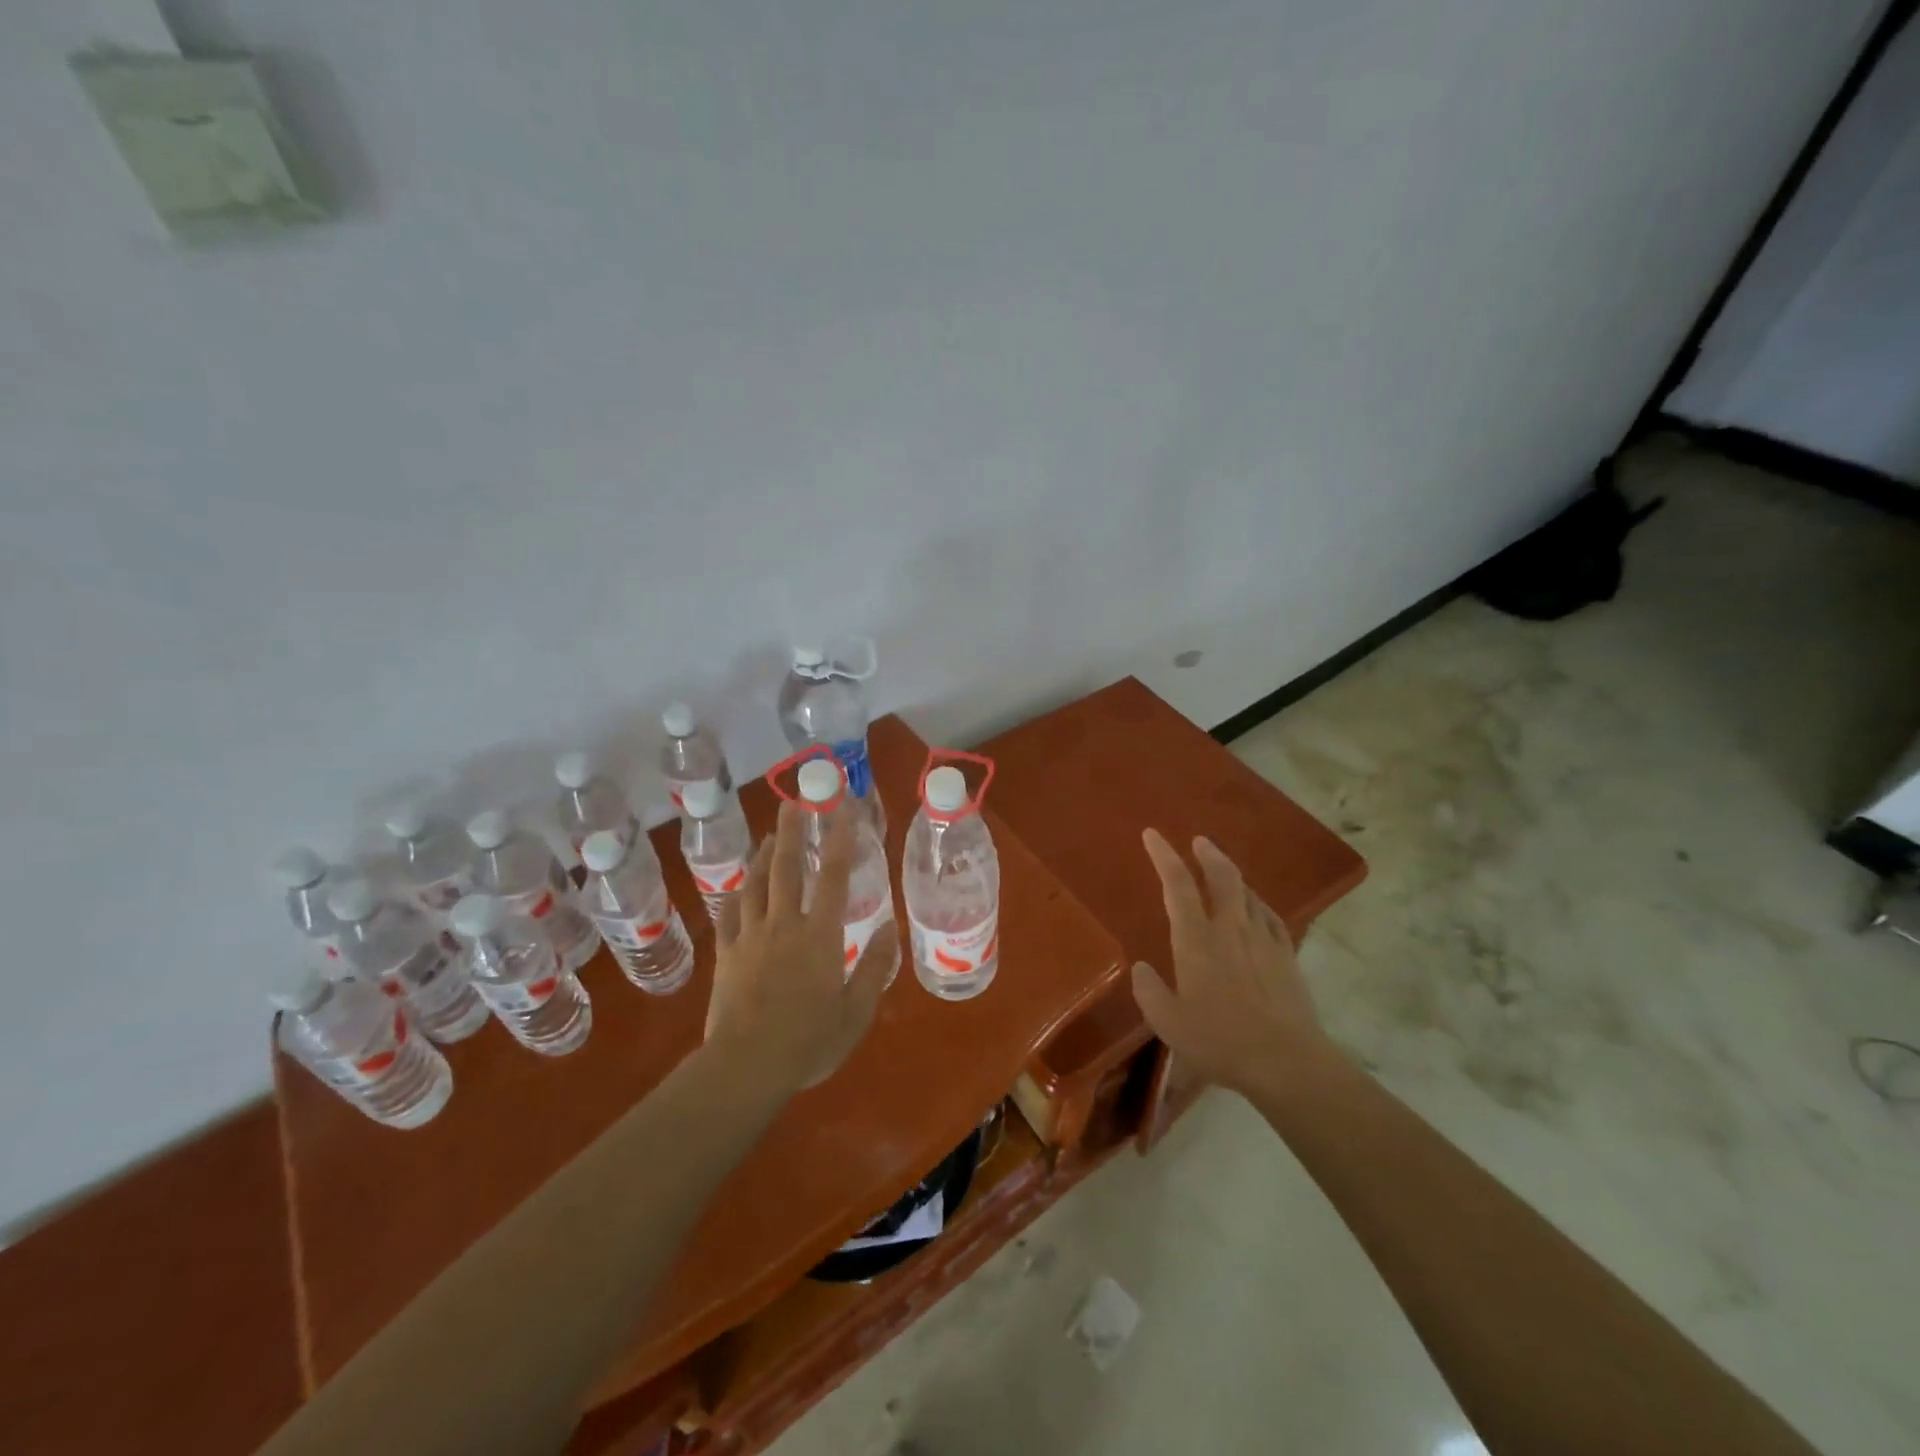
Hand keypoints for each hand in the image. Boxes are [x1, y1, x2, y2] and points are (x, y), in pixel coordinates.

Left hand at [703, 800, 896, 1095]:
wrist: (745, 1067)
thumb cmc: (808, 1042)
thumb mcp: (856, 1012)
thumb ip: (874, 969)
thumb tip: (890, 930)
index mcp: (820, 935)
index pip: (834, 876)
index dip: (840, 839)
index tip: (842, 809)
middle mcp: (784, 924)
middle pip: (787, 867)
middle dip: (792, 830)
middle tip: (794, 801)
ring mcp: (750, 936)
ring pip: (755, 884)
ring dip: (764, 856)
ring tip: (771, 835)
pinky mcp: (726, 954)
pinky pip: (729, 914)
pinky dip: (737, 894)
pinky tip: (739, 888)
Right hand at [1131, 829, 1338, 1097]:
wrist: (1286, 1060)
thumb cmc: (1219, 1040)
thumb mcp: (1168, 1022)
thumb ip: (1149, 990)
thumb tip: (1142, 968)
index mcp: (1196, 939)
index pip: (1177, 885)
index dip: (1163, 855)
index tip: (1152, 834)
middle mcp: (1229, 927)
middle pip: (1221, 876)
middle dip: (1208, 853)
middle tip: (1199, 841)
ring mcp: (1263, 938)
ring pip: (1247, 891)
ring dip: (1232, 874)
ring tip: (1223, 871)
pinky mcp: (1286, 954)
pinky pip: (1269, 915)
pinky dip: (1257, 902)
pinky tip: (1256, 907)